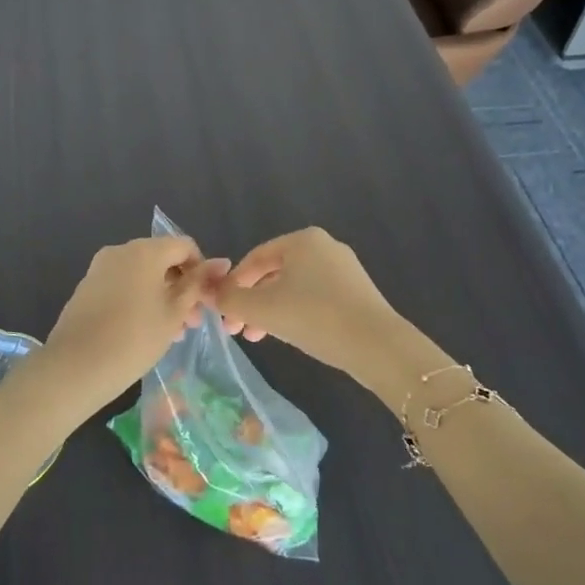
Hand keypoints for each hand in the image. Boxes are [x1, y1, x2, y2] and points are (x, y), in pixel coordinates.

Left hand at [34, 236, 226, 414]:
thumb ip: (197, 284)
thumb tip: (222, 262)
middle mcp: (121, 250)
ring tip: (171, 332)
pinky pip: (123, 284)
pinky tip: (144, 330)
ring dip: (162, 295)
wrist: (75, 367)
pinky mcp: (87, 287)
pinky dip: (140, 299)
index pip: (184, 246)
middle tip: (192, 323)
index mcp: (145, 250)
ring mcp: (100, 268)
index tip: (206, 301)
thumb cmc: (134, 339)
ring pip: (142, 274)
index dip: (201, 270)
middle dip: (181, 286)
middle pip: (162, 259)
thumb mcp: (174, 313)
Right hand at [214, 228, 407, 384]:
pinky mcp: (357, 292)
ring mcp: (344, 269)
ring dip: (270, 310)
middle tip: (236, 329)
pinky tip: (289, 334)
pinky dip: (295, 312)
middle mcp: (325, 246)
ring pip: (293, 287)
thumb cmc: (313, 317)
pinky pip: (314, 297)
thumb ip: (229, 299)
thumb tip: (207, 292)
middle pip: (274, 272)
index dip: (232, 284)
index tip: (222, 312)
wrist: (376, 345)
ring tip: (257, 336)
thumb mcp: (262, 309)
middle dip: (251, 301)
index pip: (254, 258)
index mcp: (302, 239)